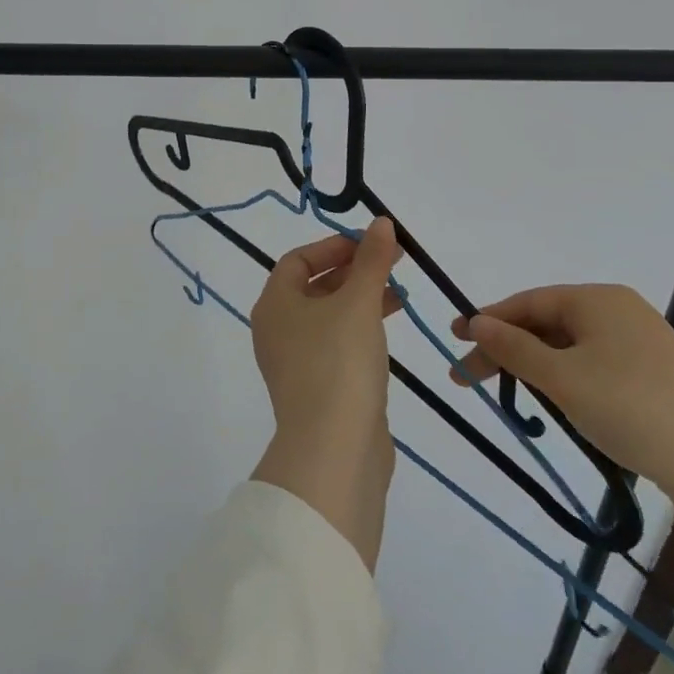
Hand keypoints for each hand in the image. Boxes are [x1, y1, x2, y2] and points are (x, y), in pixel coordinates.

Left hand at [251, 218, 404, 439]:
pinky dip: (361, 329)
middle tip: (392, 263)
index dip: (334, 246)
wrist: (334, 450)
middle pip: (314, 286)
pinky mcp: (318, 388)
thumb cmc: (338, 362)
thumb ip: (372, 261)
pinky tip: (389, 329)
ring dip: (362, 299)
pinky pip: (337, 345)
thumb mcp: (359, 302)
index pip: (298, 260)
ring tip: (399, 293)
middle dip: (354, 271)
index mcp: (274, 304)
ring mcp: (296, 362)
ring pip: (329, 316)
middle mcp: (277, 330)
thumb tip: (381, 223)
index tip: (370, 242)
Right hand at [453, 284, 673, 623]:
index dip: (487, 320)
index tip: (453, 339)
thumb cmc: (632, 408)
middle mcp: (618, 310)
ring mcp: (639, 342)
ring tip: (508, 393)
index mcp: (597, 299)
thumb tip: (475, 322)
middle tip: (468, 377)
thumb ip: (514, 348)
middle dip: (506, 348)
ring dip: (534, 366)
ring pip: (569, 347)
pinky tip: (557, 403)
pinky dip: (565, 379)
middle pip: (546, 322)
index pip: (528, 302)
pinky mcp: (654, 375)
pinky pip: (594, 365)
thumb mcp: (562, 378)